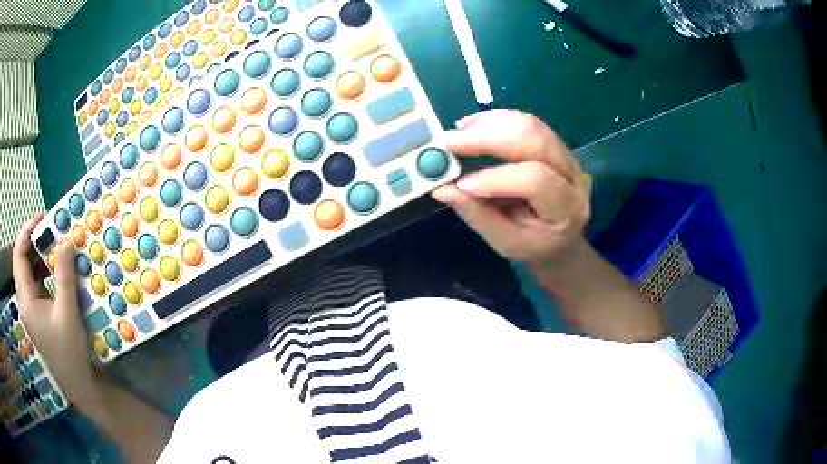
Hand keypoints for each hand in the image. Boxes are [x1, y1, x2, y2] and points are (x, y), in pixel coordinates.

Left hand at [12, 214, 100, 409]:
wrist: (76, 384)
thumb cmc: (69, 352)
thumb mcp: (68, 314)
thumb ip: (64, 277)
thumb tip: (66, 242)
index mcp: (26, 299)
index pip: (18, 255)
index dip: (27, 232)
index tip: (43, 218)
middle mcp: (23, 300)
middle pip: (21, 260)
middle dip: (33, 240)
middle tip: (50, 230)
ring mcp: (29, 308)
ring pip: (27, 271)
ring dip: (38, 255)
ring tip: (54, 246)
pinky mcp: (36, 314)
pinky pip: (34, 283)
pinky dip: (42, 270)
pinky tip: (54, 271)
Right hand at [433, 110, 590, 267]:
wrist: (562, 239)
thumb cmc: (533, 246)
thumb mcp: (506, 243)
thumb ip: (478, 215)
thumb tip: (442, 189)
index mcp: (566, 209)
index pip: (535, 181)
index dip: (495, 178)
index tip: (459, 183)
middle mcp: (574, 177)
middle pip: (536, 141)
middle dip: (489, 137)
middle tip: (451, 141)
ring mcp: (569, 156)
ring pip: (531, 126)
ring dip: (491, 123)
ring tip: (459, 131)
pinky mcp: (557, 145)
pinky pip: (528, 123)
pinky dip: (497, 120)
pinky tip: (473, 126)